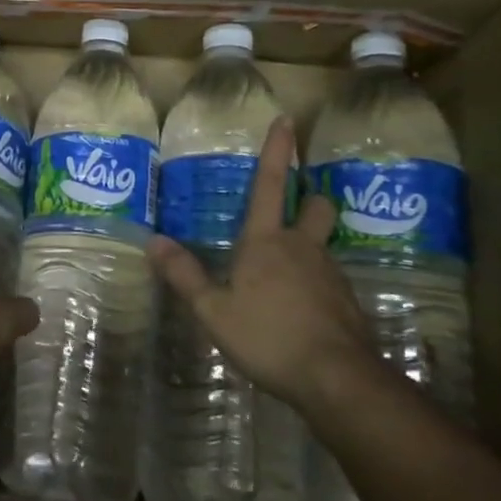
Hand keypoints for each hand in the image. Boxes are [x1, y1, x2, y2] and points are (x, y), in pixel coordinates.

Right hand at [147, 116, 373, 405]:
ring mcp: (330, 273)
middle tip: (293, 208)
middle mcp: (302, 248)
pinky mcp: (347, 301)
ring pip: (322, 243)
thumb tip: (153, 241)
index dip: (277, 152)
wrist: (338, 379)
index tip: (286, 120)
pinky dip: (314, 282)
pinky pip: (328, 278)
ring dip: (307, 245)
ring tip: (284, 273)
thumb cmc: (268, 336)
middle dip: (307, 199)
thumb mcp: (214, 311)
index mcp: (266, 242)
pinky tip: (300, 308)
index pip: (268, 185)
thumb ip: (184, 275)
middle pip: (315, 206)